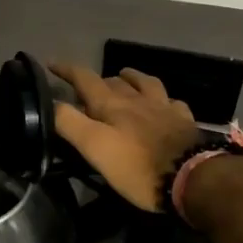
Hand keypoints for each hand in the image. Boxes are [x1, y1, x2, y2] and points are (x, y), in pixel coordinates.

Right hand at [50, 62, 203, 212]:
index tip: (51, 64)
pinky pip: (172, 102)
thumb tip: (49, 102)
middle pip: (113, 81)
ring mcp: (163, 108)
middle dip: (96, 80)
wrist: (193, 178)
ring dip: (131, 78)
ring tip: (124, 78)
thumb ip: (70, 123)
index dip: (66, 70)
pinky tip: (163, 104)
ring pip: (145, 83)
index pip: (84, 78)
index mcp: (112, 104)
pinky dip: (163, 99)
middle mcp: (137, 99)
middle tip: (86, 90)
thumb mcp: (95, 147)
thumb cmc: (137, 167)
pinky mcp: (184, 122)